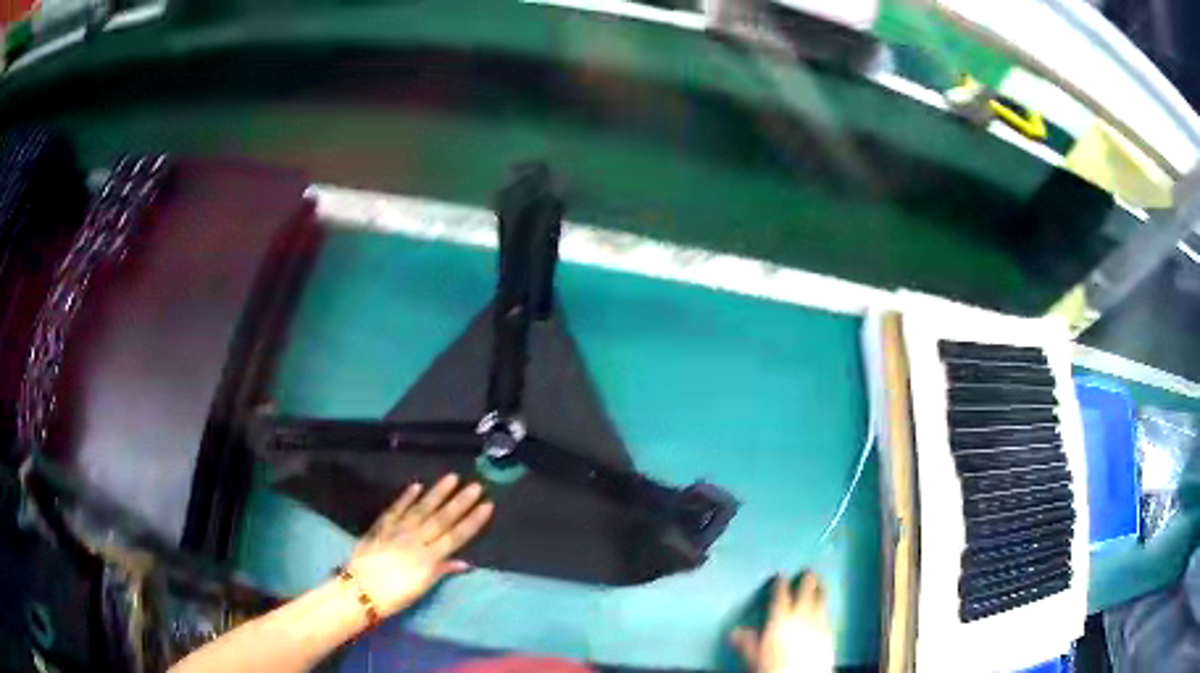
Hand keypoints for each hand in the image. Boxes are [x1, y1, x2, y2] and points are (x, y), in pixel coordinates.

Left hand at [347, 473, 494, 616]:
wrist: (361, 590)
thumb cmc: (395, 595)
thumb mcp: (422, 587)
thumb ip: (442, 571)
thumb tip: (465, 563)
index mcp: (430, 558)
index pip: (456, 536)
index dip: (473, 521)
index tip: (487, 505)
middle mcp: (417, 540)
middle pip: (442, 519)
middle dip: (460, 502)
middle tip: (475, 485)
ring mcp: (398, 530)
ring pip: (422, 508)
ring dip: (437, 493)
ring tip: (452, 477)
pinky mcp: (382, 525)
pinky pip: (396, 508)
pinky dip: (406, 497)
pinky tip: (417, 486)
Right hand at [731, 573, 833, 672]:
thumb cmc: (773, 667)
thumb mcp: (754, 656)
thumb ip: (747, 642)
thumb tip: (735, 632)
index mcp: (780, 619)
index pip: (780, 596)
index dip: (780, 584)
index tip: (781, 576)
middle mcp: (801, 616)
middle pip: (806, 593)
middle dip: (807, 581)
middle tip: (809, 571)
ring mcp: (818, 624)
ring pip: (821, 601)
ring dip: (821, 591)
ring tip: (822, 583)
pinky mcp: (830, 633)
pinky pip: (828, 615)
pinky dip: (826, 607)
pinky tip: (826, 608)